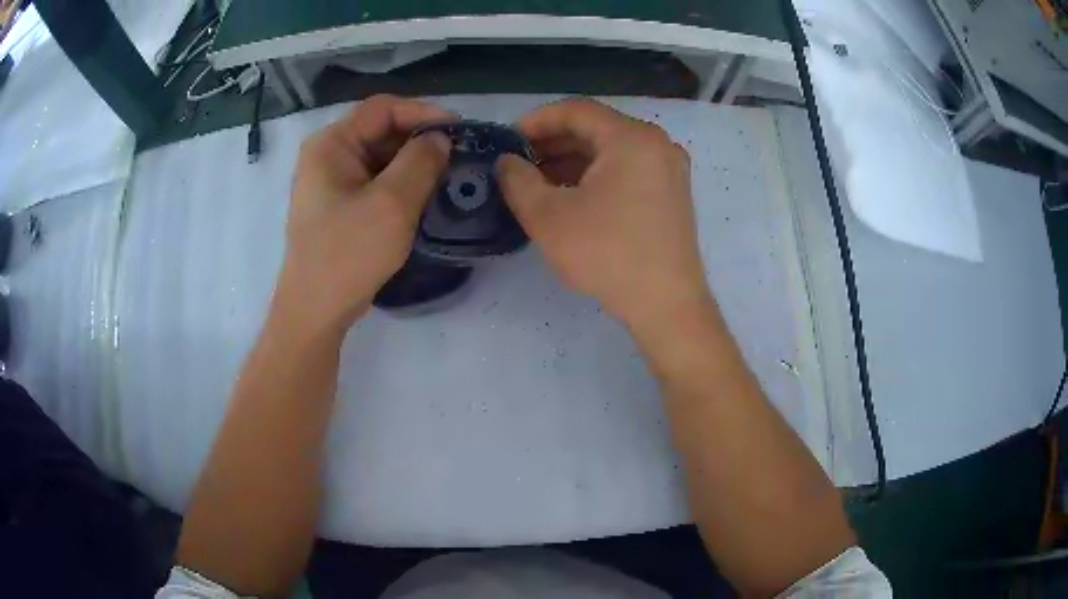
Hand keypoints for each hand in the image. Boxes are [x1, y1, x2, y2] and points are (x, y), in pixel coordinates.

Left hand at [276, 95, 452, 333]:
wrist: (316, 311)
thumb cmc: (348, 253)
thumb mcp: (392, 203)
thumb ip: (421, 161)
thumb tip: (441, 139)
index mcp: (331, 144)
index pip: (382, 108)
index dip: (423, 112)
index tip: (459, 130)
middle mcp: (328, 155)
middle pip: (381, 131)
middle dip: (420, 139)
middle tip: (459, 155)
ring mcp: (332, 182)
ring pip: (381, 157)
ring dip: (414, 163)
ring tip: (449, 175)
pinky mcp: (340, 205)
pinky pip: (376, 181)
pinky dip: (402, 183)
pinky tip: (426, 196)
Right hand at [497, 98, 710, 333]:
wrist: (667, 304)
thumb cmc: (608, 255)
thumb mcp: (548, 217)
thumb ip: (518, 180)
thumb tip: (506, 162)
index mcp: (631, 138)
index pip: (576, 110)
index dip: (536, 120)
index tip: (507, 140)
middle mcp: (656, 144)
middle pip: (596, 128)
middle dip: (552, 142)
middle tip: (518, 162)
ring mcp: (669, 168)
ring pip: (611, 150)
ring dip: (572, 159)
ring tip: (538, 180)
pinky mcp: (672, 192)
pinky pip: (627, 168)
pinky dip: (596, 174)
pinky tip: (571, 195)